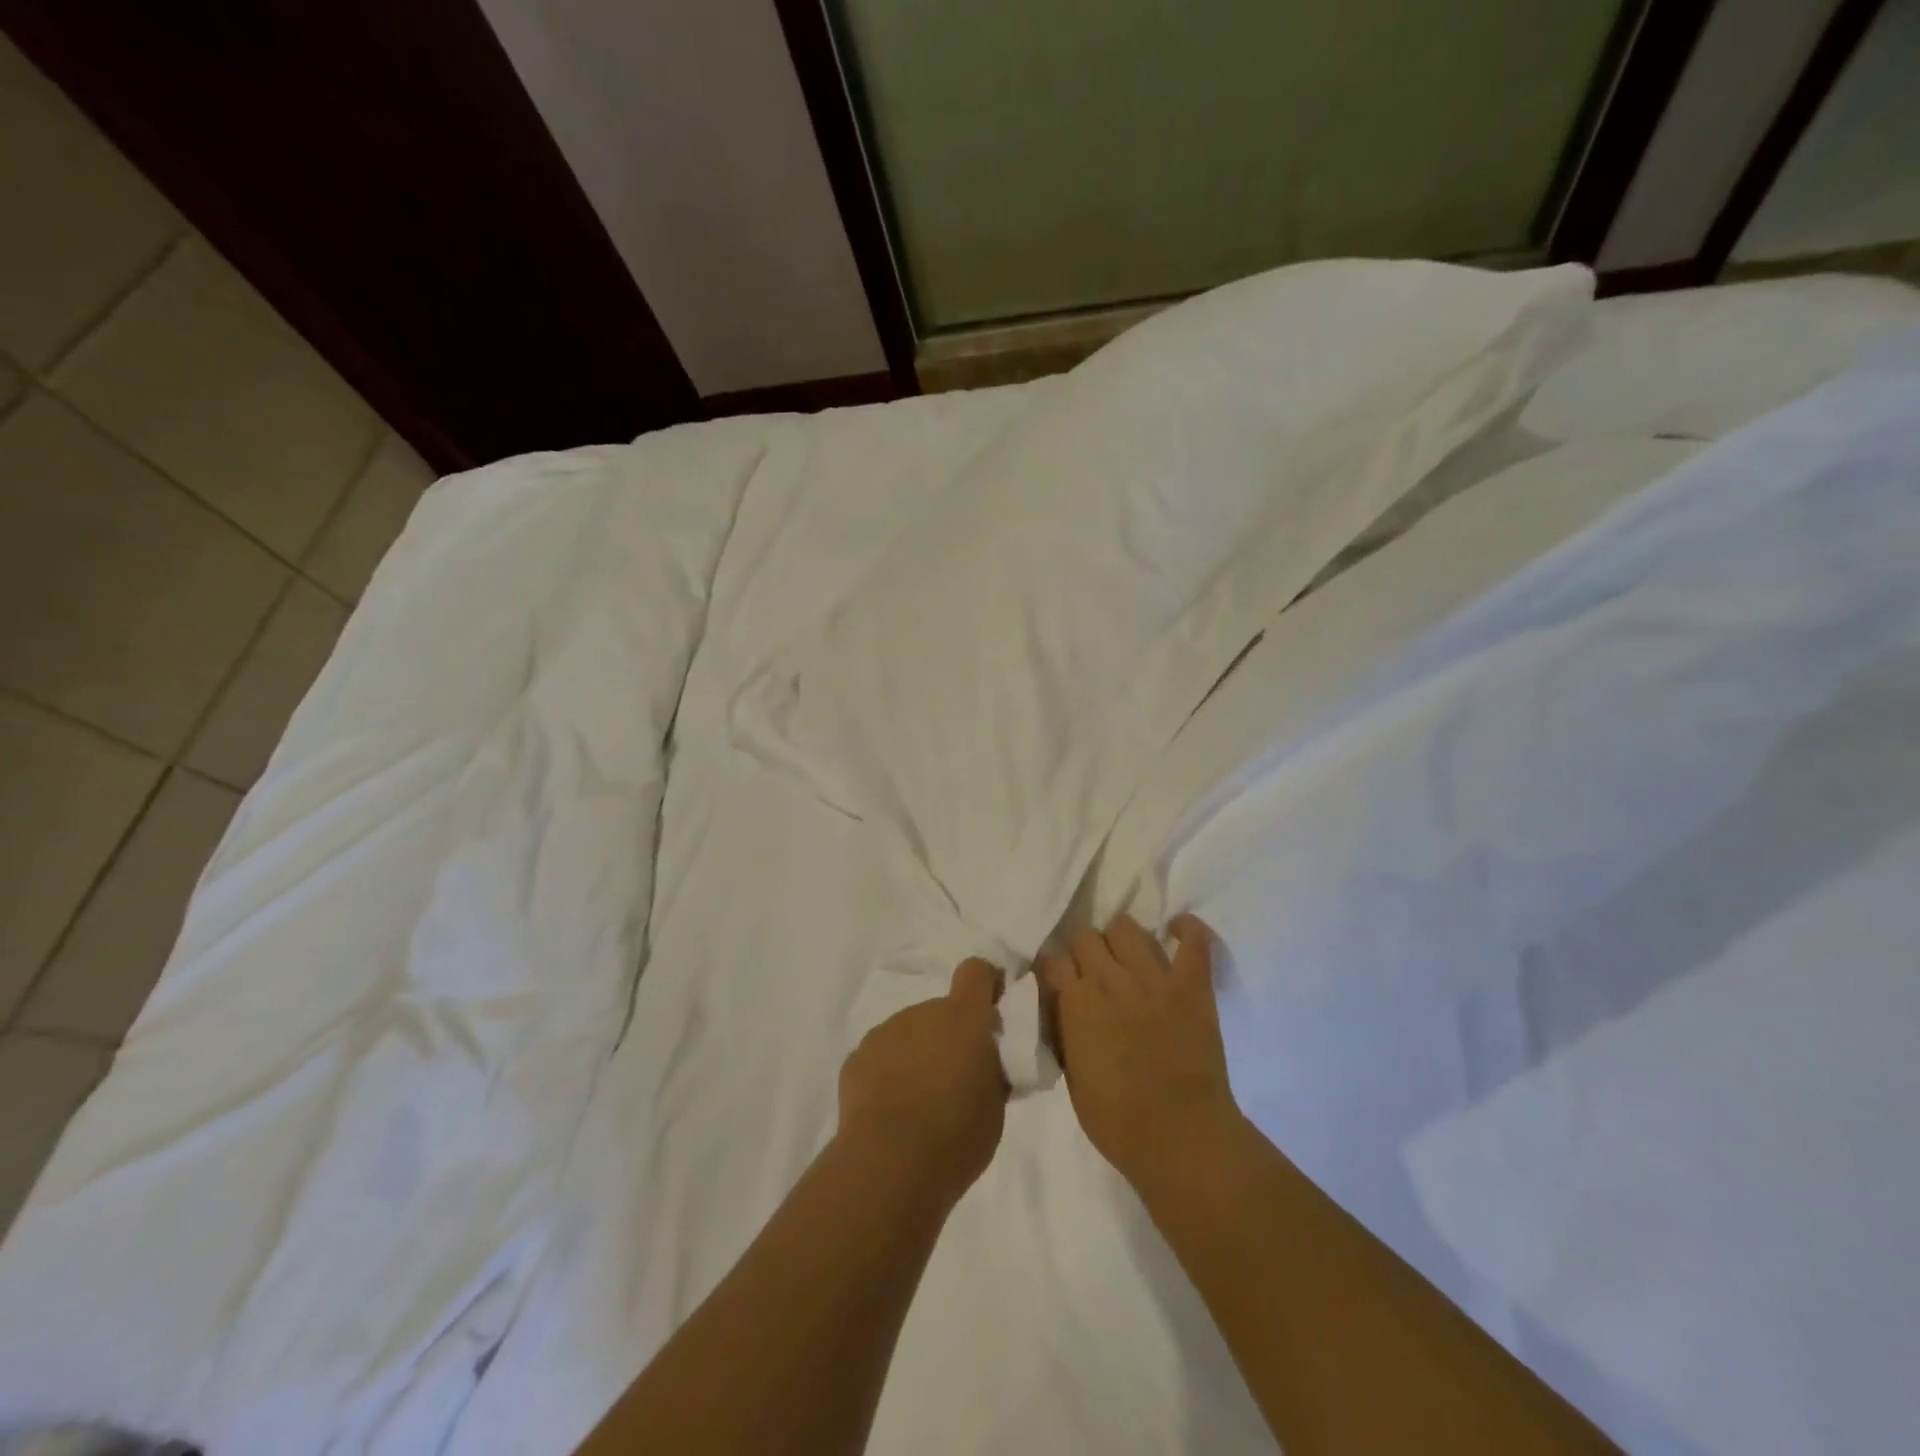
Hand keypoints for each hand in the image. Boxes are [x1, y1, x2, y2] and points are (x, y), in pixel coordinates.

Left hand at [837, 958, 1008, 1206]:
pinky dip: (889, 1073)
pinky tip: (891, 1111)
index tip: (990, 1013)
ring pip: (910, 1033)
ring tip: (920, 1102)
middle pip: (941, 1011)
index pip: (976, 972)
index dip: (985, 985)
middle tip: (955, 1080)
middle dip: (950, 1036)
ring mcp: (886, 1032)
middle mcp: (923, 1012)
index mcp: (964, 1018)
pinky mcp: (857, 1057)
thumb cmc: (956, 1135)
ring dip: (918, 1054)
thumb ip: (993, 1071)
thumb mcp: (995, 1106)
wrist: (889, 1164)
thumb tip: (987, 1061)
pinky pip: (882, 1056)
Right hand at [1042, 914, 1238, 1190]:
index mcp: (1076, 1003)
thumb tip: (1064, 1007)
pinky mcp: (1191, 985)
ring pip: (1127, 927)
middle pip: (1087, 936)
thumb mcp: (1071, 1076)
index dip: (1055, 971)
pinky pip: (1192, 940)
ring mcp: (1153, 978)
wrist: (1181, 1138)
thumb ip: (1064, 1030)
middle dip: (1086, 953)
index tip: (1061, 983)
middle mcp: (1110, 980)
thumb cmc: (1117, 1121)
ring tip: (1129, 959)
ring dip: (1122, 940)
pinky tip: (1176, 931)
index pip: (1053, 959)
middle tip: (1095, 974)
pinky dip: (1186, 930)